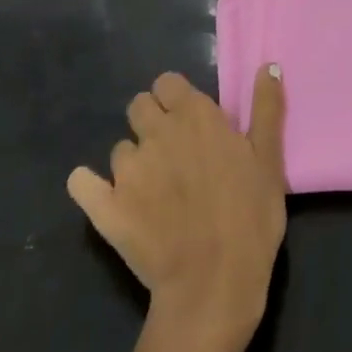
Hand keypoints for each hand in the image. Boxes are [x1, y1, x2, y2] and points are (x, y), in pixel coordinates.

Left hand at [68, 67, 287, 344]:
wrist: (213, 285)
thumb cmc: (250, 217)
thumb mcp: (269, 159)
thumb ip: (267, 108)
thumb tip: (268, 65)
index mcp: (194, 115)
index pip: (168, 82)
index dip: (176, 98)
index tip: (191, 122)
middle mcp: (156, 132)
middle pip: (139, 106)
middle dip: (152, 122)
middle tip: (173, 152)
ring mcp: (127, 170)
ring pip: (120, 148)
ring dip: (134, 161)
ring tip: (154, 190)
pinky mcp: (106, 208)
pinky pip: (82, 183)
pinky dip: (89, 186)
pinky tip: (102, 196)